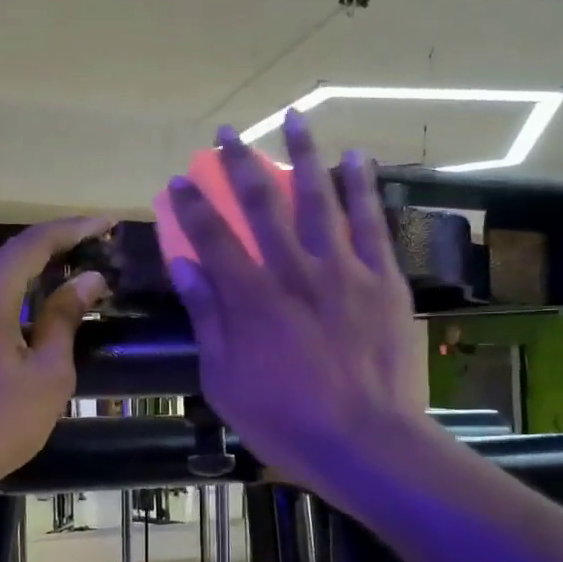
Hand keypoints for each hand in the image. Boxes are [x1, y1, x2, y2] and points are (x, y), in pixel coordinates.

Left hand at [0, 217, 109, 512]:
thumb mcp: (47, 373)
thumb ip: (65, 318)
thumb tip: (88, 279)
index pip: (36, 242)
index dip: (76, 228)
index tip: (110, 223)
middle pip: (14, 253)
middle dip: (58, 245)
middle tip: (100, 245)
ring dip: (37, 268)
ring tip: (79, 268)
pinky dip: (17, 290)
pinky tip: (41, 302)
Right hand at [165, 112, 430, 504]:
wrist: (368, 443)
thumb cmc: (287, 422)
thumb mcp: (226, 381)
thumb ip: (208, 319)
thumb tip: (185, 266)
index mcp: (252, 299)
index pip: (214, 238)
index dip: (194, 206)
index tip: (179, 180)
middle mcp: (295, 271)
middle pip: (263, 206)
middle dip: (240, 166)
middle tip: (227, 133)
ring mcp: (344, 271)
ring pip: (320, 200)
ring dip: (304, 156)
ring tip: (295, 118)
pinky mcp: (383, 280)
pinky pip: (371, 223)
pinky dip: (362, 187)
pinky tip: (355, 158)